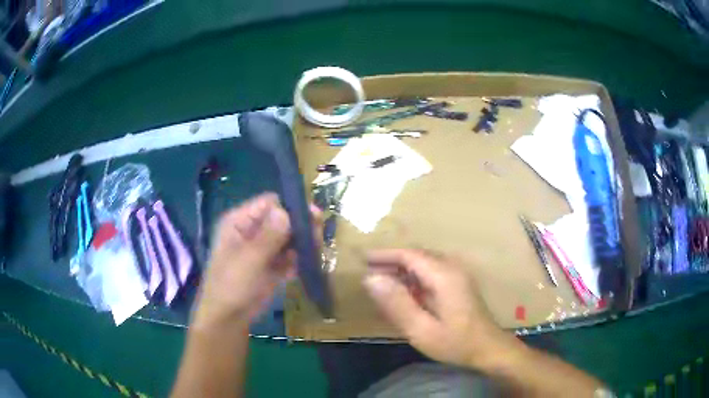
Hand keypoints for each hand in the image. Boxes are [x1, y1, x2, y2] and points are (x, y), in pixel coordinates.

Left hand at [191, 193, 321, 330]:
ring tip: (316, 251)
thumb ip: (269, 236)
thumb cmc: (231, 286)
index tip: (311, 217)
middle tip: (318, 235)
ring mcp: (263, 249)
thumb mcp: (249, 260)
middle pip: (282, 220)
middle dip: (300, 226)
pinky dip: (299, 259)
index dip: (289, 207)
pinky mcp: (272, 266)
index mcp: (240, 222)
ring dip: (303, 243)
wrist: (229, 319)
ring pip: (288, 238)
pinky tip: (308, 266)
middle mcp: (252, 231)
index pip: (268, 203)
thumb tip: (286, 210)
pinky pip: (289, 256)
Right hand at [364, 249, 509, 367]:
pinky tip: (404, 294)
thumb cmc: (455, 342)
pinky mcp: (459, 285)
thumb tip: (371, 278)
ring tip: (381, 283)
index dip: (385, 255)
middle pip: (417, 256)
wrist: (489, 349)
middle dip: (391, 262)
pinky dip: (414, 279)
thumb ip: (397, 303)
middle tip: (368, 273)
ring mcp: (458, 276)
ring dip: (402, 270)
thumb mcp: (421, 329)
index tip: (363, 259)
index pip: (409, 255)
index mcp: (443, 275)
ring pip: (424, 264)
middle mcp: (452, 268)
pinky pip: (431, 274)